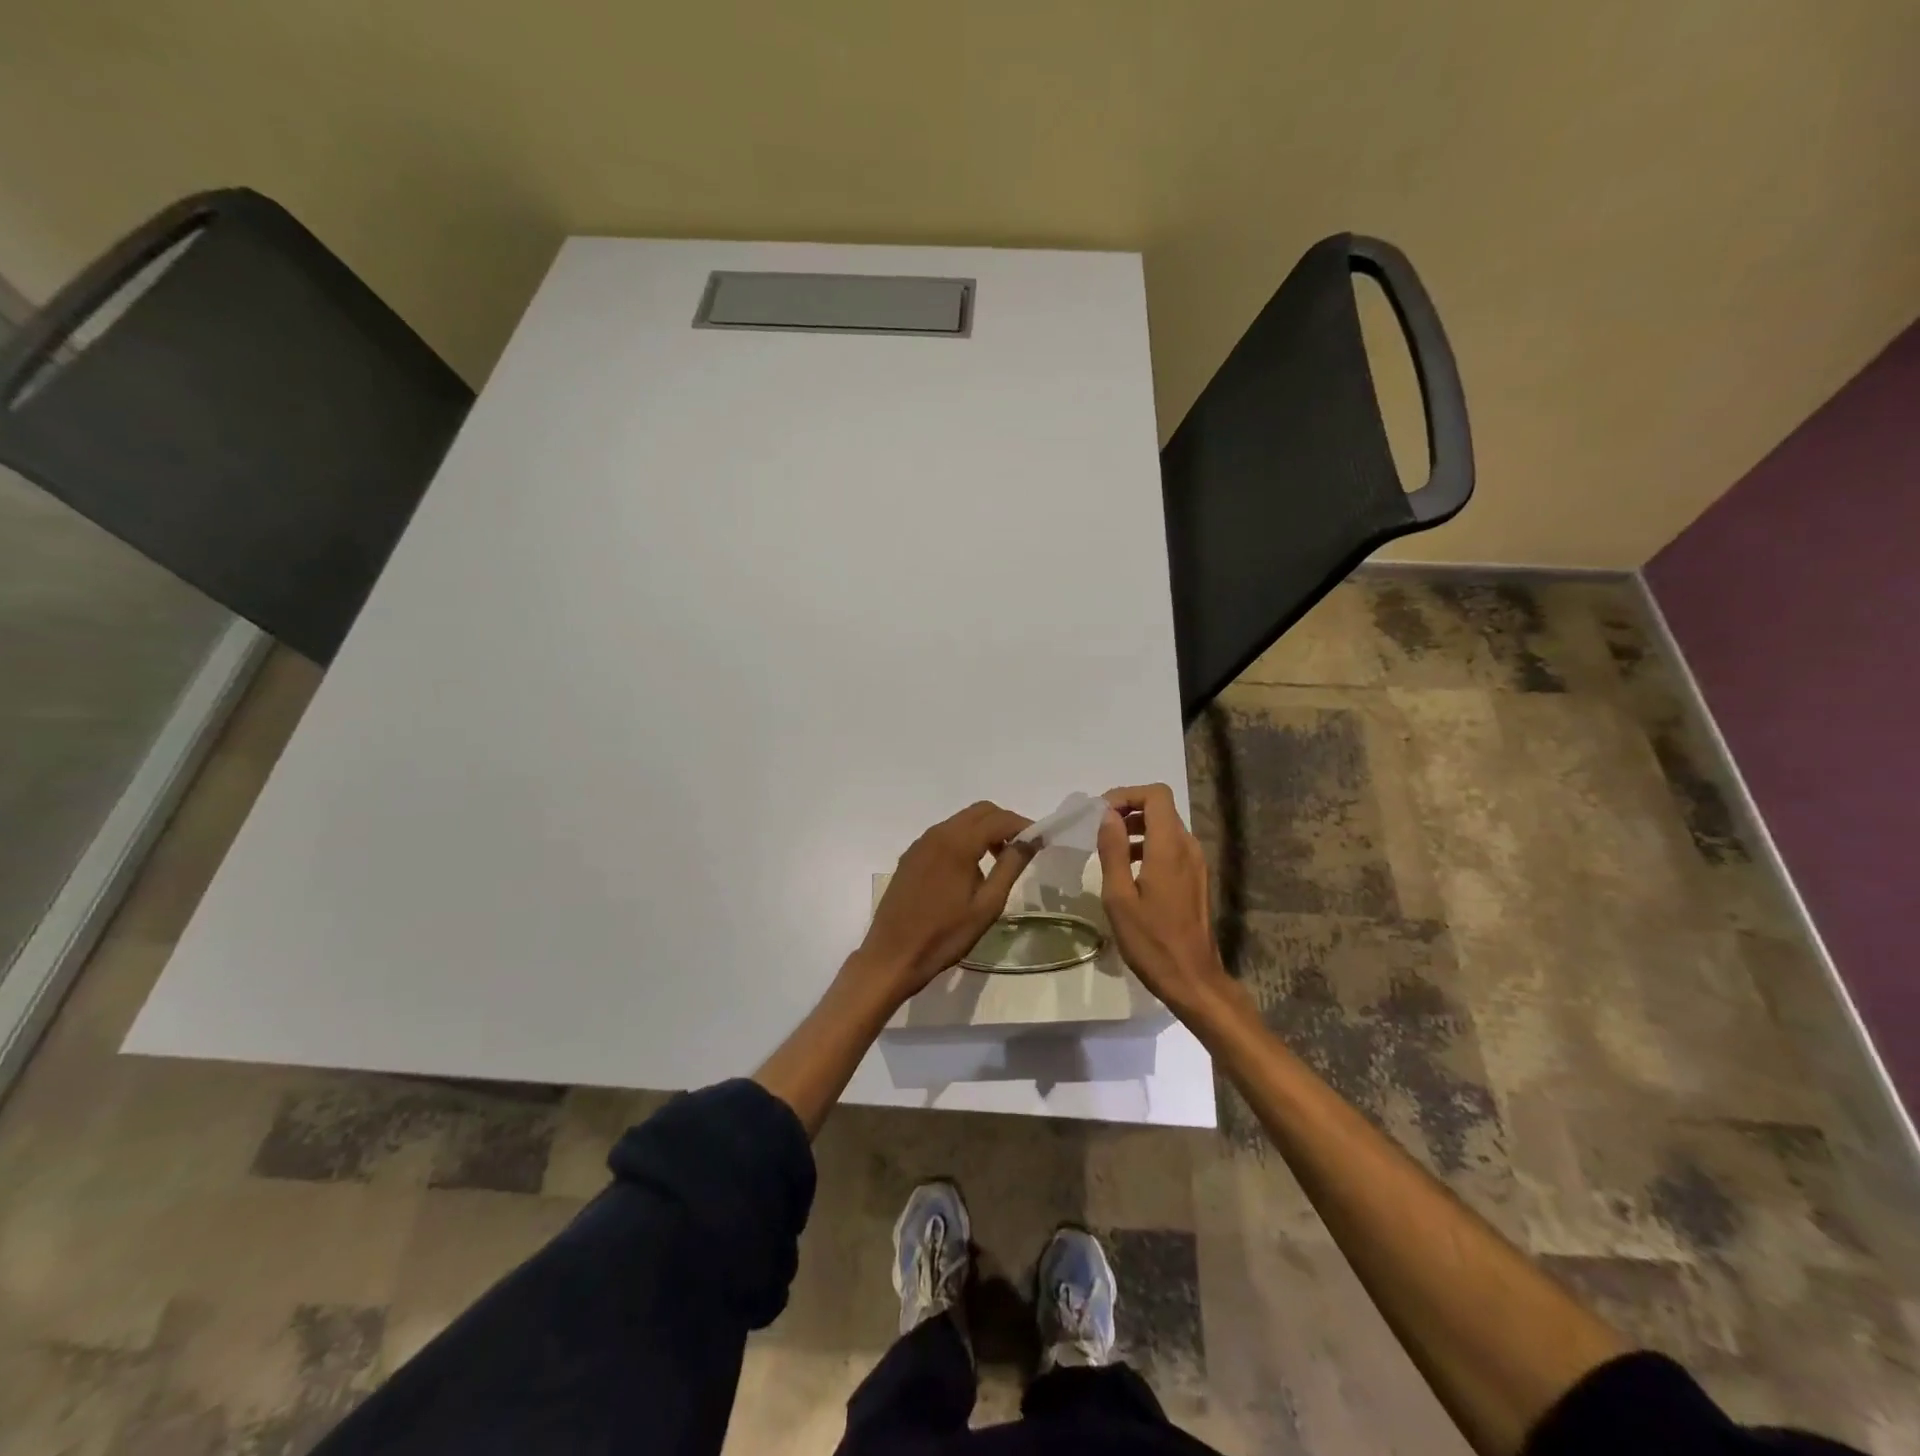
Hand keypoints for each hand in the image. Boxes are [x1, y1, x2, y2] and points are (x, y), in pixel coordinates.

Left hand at [856, 801, 1035, 1002]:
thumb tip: (1030, 840)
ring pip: (960, 821)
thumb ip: (1010, 867)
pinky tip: (969, 869)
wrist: (893, 956)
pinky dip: (964, 840)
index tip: (1041, 841)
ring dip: (984, 831)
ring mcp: (921, 843)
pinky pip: (944, 835)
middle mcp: (937, 834)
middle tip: (1021, 849)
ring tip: (998, 860)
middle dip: (1004, 823)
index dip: (1023, 825)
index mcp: (958, 843)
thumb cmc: (945, 935)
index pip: (999, 819)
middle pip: (979, 811)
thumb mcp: (987, 905)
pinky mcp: (911, 856)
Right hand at [1096, 783, 1233, 1015]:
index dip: (1127, 795)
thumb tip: (1107, 816)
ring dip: (1138, 828)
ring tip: (1110, 850)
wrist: (1192, 979)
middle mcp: (1188, 847)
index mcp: (1169, 847)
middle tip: (1100, 830)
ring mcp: (1196, 863)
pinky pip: (1172, 847)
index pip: (1156, 795)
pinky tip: (1130, 871)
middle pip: (1161, 808)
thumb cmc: (1151, 941)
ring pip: (1166, 827)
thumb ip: (1113, 851)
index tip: (1101, 813)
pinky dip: (1149, 846)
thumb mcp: (1119, 897)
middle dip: (1128, 810)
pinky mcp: (1196, 878)